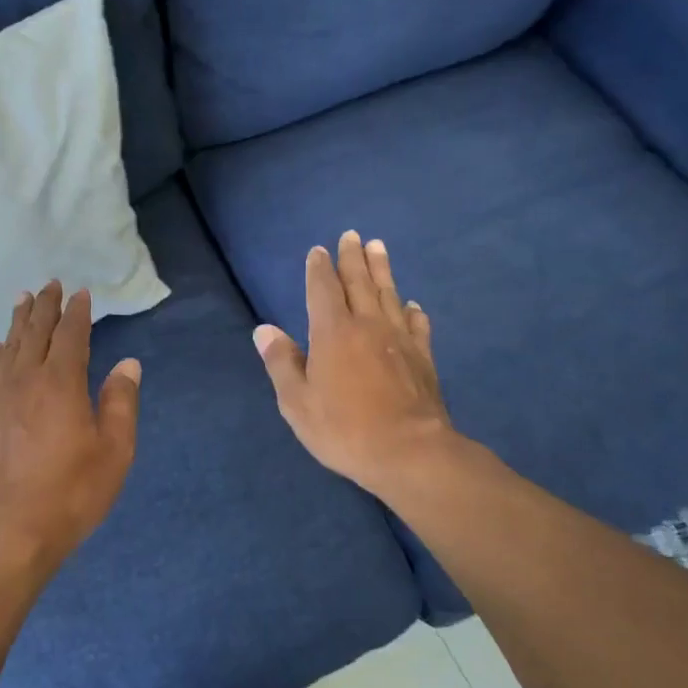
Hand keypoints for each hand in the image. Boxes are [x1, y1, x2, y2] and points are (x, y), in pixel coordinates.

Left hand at [0, 280, 140, 572]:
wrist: (12, 530)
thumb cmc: (73, 491)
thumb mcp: (115, 449)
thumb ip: (121, 402)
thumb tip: (127, 364)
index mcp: (62, 383)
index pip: (71, 335)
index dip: (77, 313)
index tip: (81, 294)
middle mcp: (26, 380)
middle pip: (36, 333)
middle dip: (46, 307)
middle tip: (50, 285)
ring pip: (9, 348)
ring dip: (19, 322)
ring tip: (23, 301)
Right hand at [253, 231, 456, 499]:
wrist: (409, 452)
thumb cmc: (344, 429)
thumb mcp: (298, 402)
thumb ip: (281, 363)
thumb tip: (264, 330)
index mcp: (333, 333)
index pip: (323, 289)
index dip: (319, 269)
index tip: (318, 250)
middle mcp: (368, 326)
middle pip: (360, 282)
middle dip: (353, 257)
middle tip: (351, 235)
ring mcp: (400, 340)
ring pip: (389, 294)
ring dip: (382, 270)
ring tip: (378, 248)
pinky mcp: (423, 358)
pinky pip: (417, 325)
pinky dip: (413, 311)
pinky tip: (413, 305)